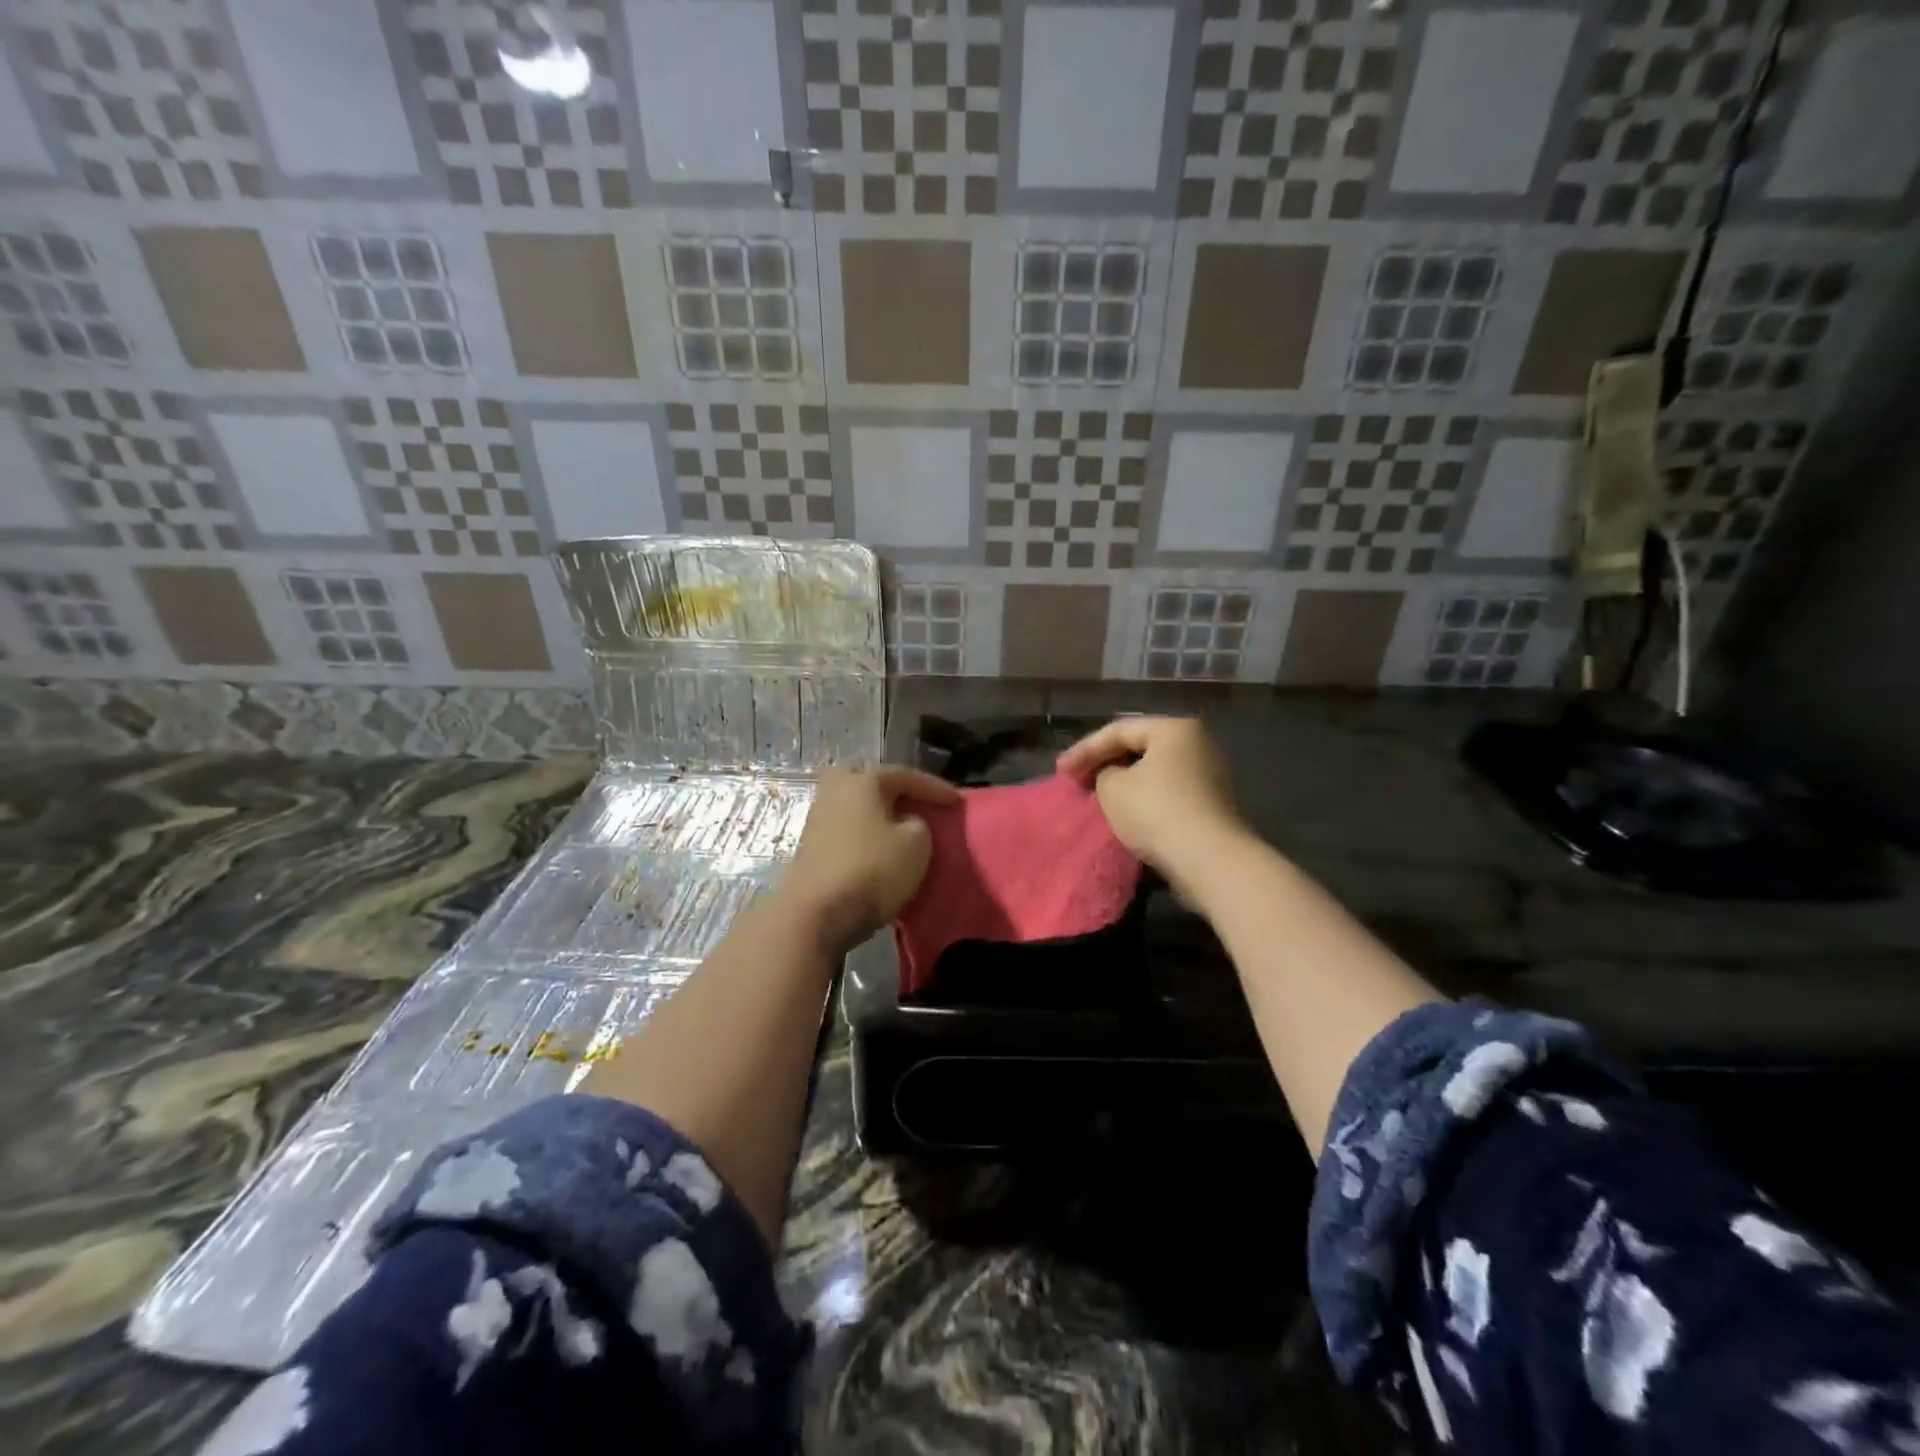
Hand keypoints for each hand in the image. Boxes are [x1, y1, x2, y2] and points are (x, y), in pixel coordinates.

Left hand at [775, 766, 959, 955]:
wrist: (815, 914)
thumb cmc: (871, 870)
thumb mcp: (916, 844)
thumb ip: (920, 824)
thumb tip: (906, 824)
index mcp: (862, 781)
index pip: (906, 776)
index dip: (936, 788)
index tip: (958, 802)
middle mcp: (835, 791)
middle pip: (875, 786)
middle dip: (900, 794)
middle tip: (923, 806)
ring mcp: (818, 819)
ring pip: (860, 809)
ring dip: (883, 817)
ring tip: (907, 830)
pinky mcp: (812, 848)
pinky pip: (850, 831)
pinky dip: (870, 836)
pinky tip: (883, 850)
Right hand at [1057, 717, 1244, 890]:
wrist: (1210, 861)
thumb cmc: (1156, 812)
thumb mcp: (1112, 787)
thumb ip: (1104, 772)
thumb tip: (1114, 776)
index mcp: (1174, 729)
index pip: (1119, 730)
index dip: (1085, 749)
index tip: (1060, 771)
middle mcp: (1198, 744)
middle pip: (1140, 748)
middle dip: (1106, 762)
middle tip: (1078, 778)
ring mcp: (1209, 775)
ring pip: (1155, 772)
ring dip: (1125, 782)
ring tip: (1098, 795)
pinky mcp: (1212, 805)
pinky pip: (1168, 793)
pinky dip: (1144, 798)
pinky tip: (1126, 812)